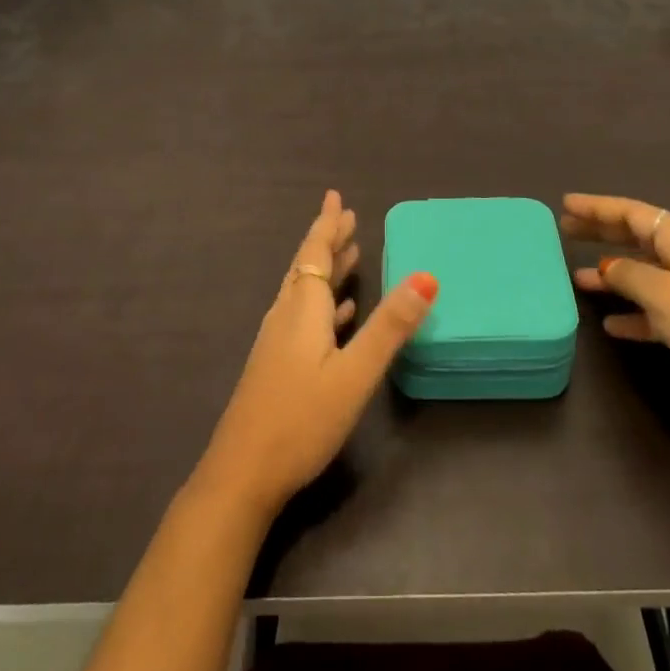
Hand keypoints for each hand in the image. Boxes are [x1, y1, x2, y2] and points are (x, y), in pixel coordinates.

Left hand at [195, 191, 439, 515]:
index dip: (328, 224)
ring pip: (305, 291)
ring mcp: (277, 341)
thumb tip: (427, 276)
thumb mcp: (355, 373)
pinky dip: (323, 304)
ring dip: (326, 270)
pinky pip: (303, 316)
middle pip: (308, 267)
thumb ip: (389, 326)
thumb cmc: (301, 420)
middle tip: (348, 218)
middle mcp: (287, 316)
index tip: (335, 197)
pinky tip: (337, 315)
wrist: (242, 474)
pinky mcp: (276, 365)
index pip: (316, 253)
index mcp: (303, 309)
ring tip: (349, 255)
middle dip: (329, 241)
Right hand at [563, 193, 669, 447]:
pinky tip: (611, 325)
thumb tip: (607, 267)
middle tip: (565, 231)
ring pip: (644, 274)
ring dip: (612, 275)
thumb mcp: (665, 295)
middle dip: (603, 233)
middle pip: (638, 238)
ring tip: (577, 279)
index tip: (565, 204)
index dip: (598, 207)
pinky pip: (656, 311)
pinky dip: (633, 313)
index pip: (634, 213)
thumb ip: (629, 275)